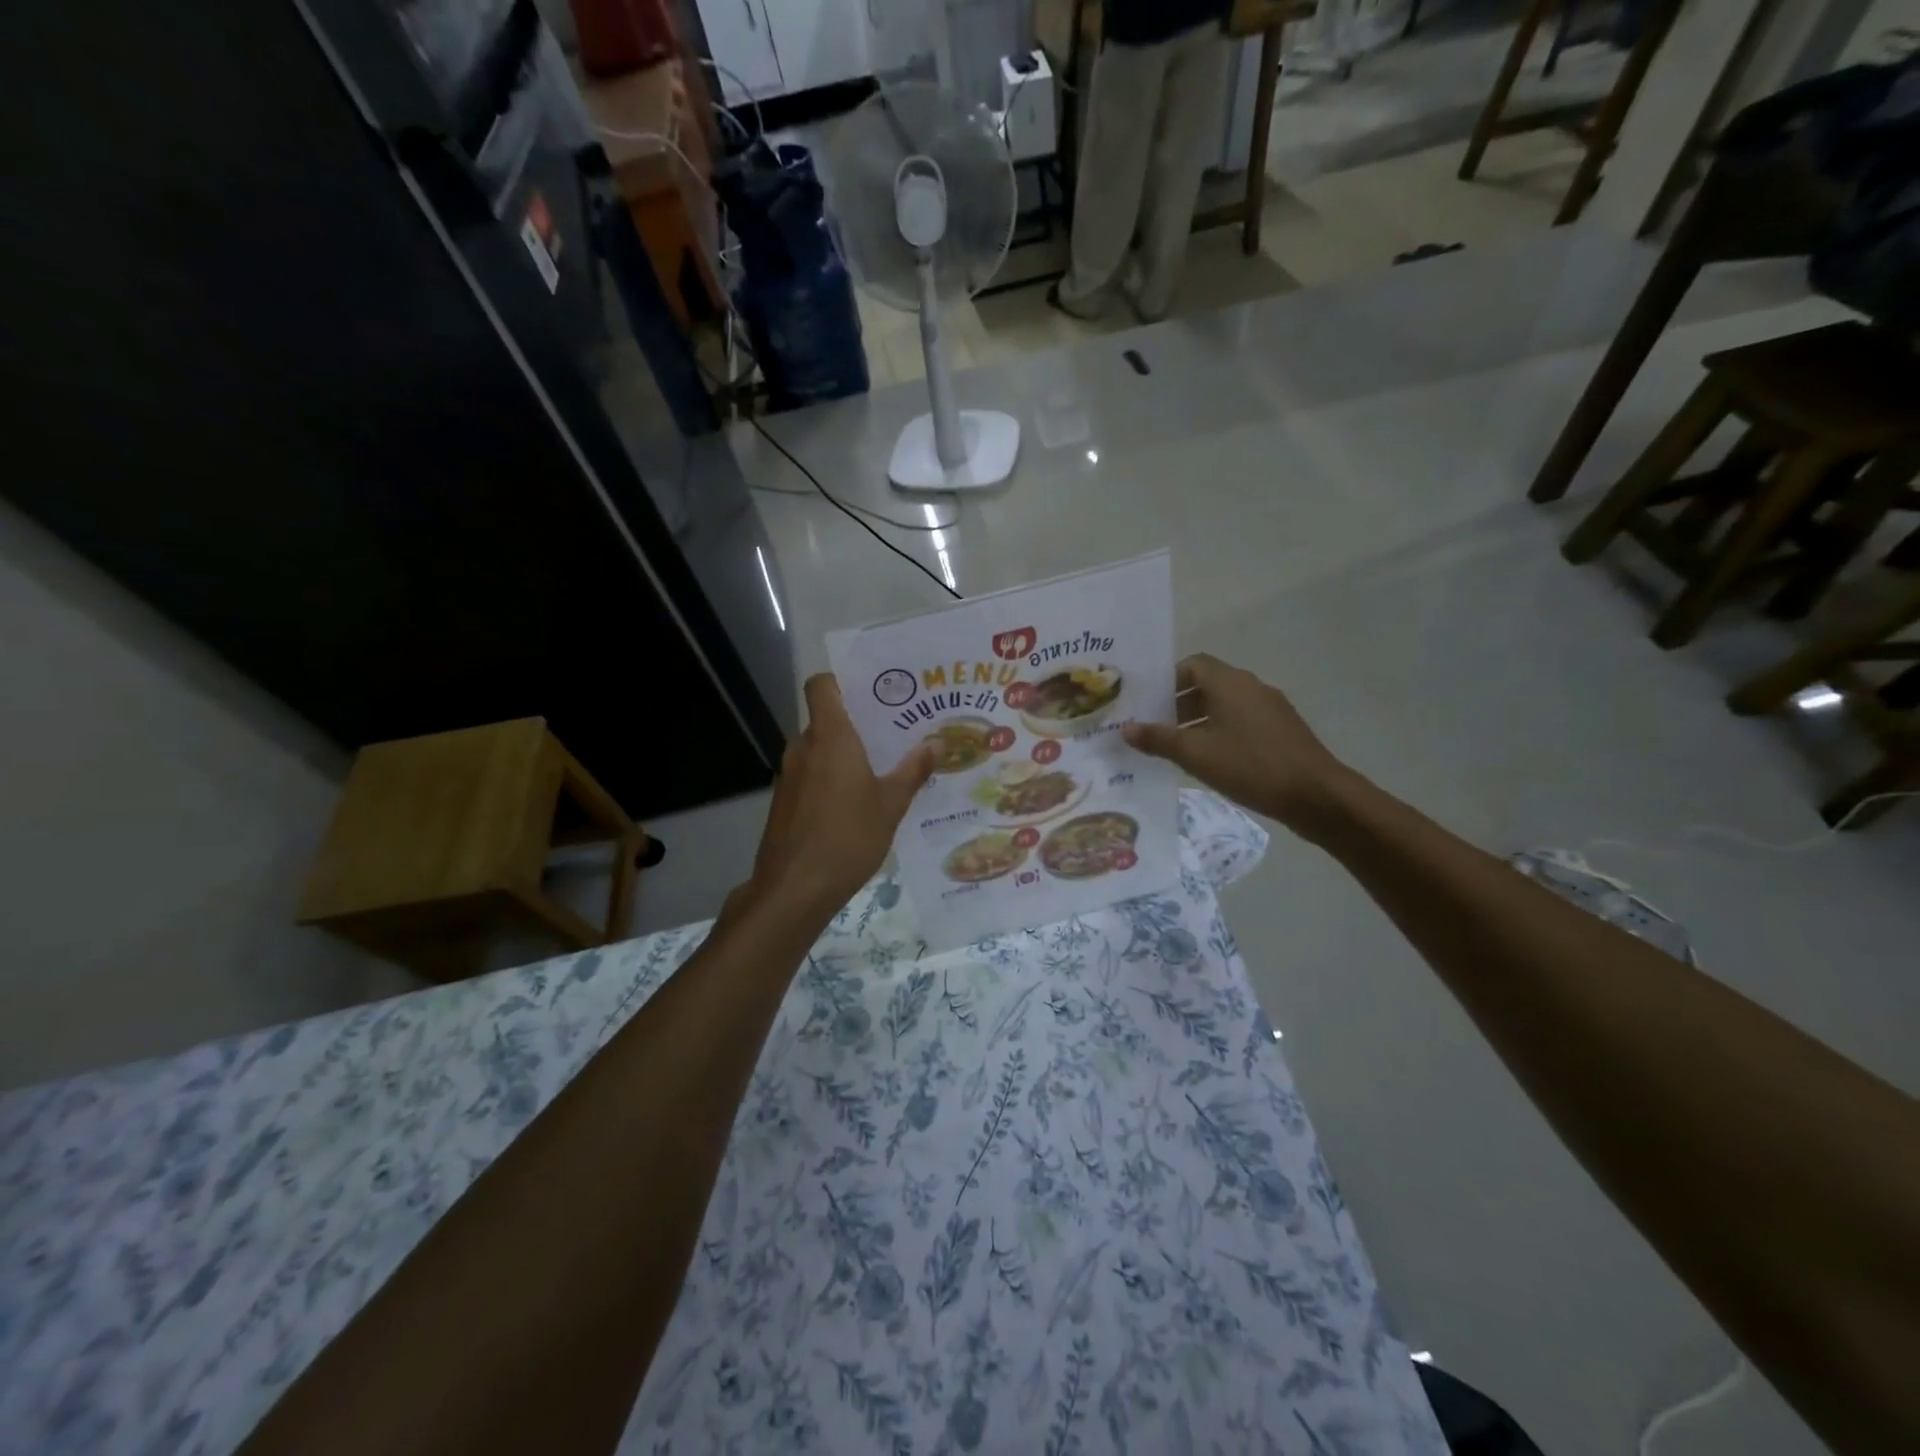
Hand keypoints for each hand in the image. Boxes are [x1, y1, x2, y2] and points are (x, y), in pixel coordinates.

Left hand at [740, 674, 935, 920]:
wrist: (794, 889)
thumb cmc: (848, 837)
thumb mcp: (891, 805)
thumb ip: (913, 771)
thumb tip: (937, 744)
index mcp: (830, 737)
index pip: (822, 686)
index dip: (841, 681)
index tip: (871, 691)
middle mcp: (804, 747)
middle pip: (825, 719)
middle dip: (856, 724)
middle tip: (893, 732)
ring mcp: (789, 775)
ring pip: (818, 750)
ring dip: (844, 754)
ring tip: (881, 767)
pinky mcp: (783, 802)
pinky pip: (810, 775)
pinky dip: (830, 779)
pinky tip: (855, 803)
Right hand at [1122, 653, 1358, 836]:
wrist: (1316, 795)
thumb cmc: (1250, 765)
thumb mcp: (1195, 754)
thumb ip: (1157, 739)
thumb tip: (1125, 728)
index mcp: (1229, 682)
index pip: (1192, 664)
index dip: (1166, 680)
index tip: (1145, 703)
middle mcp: (1250, 687)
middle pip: (1206, 685)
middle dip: (1176, 705)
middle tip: (1152, 729)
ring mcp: (1270, 709)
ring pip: (1224, 706)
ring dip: (1197, 722)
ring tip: (1175, 749)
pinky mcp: (1281, 731)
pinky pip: (1241, 723)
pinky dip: (1220, 734)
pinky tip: (1210, 762)